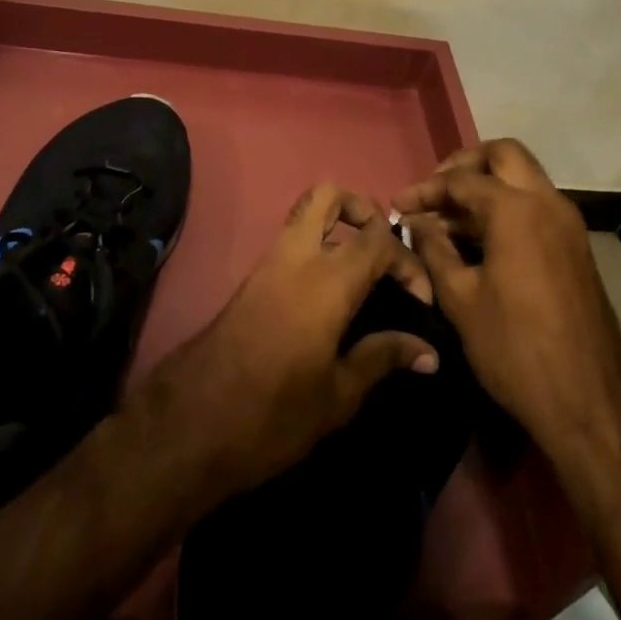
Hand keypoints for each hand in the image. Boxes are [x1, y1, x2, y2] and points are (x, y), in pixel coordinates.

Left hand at [161, 182, 437, 493]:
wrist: (192, 424)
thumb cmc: (274, 413)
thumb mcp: (338, 396)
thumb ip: (383, 358)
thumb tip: (428, 351)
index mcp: (327, 280)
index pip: (378, 239)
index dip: (407, 261)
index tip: (420, 300)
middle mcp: (297, 257)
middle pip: (329, 195)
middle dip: (362, 209)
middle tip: (383, 251)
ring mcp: (269, 264)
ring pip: (305, 214)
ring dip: (338, 225)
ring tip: (364, 271)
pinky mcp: (253, 279)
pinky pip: (292, 242)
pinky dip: (318, 248)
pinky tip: (333, 293)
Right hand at [396, 140, 620, 465]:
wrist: (591, 403)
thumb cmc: (516, 349)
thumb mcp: (460, 300)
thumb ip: (434, 250)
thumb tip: (416, 222)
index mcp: (516, 209)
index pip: (461, 180)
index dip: (425, 190)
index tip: (398, 205)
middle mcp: (547, 203)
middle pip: (503, 155)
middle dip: (465, 165)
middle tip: (435, 191)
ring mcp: (567, 224)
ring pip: (523, 178)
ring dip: (487, 186)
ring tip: (448, 218)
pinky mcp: (575, 247)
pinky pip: (536, 206)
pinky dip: (506, 207)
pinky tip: (478, 239)